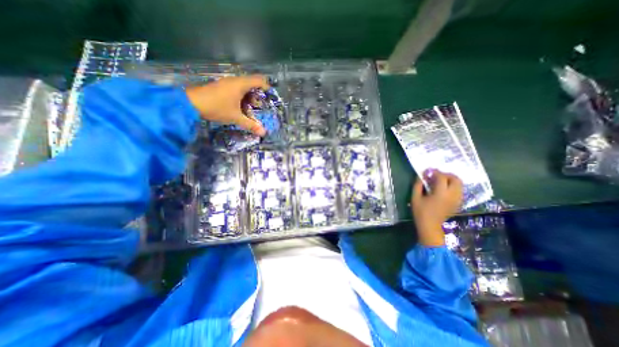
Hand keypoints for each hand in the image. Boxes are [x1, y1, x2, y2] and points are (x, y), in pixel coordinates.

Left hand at [185, 75, 269, 134]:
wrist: (190, 103)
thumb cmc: (216, 108)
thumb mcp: (235, 118)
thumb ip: (250, 125)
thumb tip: (263, 133)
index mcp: (240, 84)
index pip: (259, 80)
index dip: (267, 87)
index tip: (270, 97)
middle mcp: (234, 80)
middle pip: (252, 83)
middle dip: (259, 94)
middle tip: (262, 106)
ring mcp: (226, 83)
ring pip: (243, 86)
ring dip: (249, 96)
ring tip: (252, 108)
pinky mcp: (220, 86)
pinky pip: (236, 88)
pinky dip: (241, 96)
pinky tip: (240, 106)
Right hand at [412, 170, 461, 245]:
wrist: (430, 226)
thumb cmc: (420, 212)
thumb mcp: (415, 197)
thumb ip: (418, 185)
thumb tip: (421, 176)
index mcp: (441, 194)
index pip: (442, 177)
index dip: (434, 172)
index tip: (427, 171)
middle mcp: (452, 196)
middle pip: (455, 179)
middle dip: (446, 174)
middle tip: (435, 176)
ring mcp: (457, 200)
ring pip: (459, 184)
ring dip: (450, 180)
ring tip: (439, 181)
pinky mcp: (458, 203)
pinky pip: (459, 190)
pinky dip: (452, 186)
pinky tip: (443, 189)